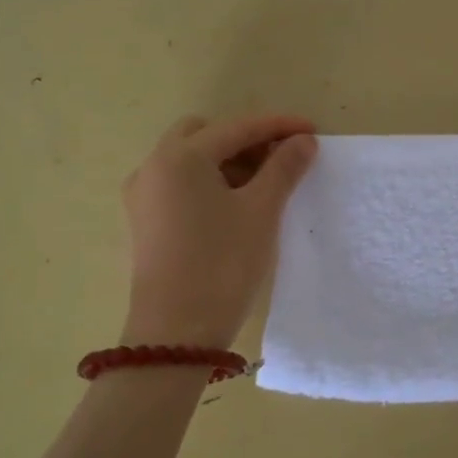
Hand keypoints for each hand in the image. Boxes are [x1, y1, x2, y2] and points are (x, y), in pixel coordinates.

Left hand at [120, 112, 317, 348]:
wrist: (177, 332)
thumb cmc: (223, 263)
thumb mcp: (262, 211)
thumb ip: (284, 168)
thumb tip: (303, 141)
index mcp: (181, 157)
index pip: (237, 127)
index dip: (279, 126)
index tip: (313, 131)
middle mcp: (154, 167)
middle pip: (205, 134)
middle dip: (246, 140)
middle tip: (280, 160)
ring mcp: (144, 195)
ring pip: (190, 159)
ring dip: (228, 161)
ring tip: (265, 185)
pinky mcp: (145, 221)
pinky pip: (180, 184)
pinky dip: (210, 181)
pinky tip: (236, 205)